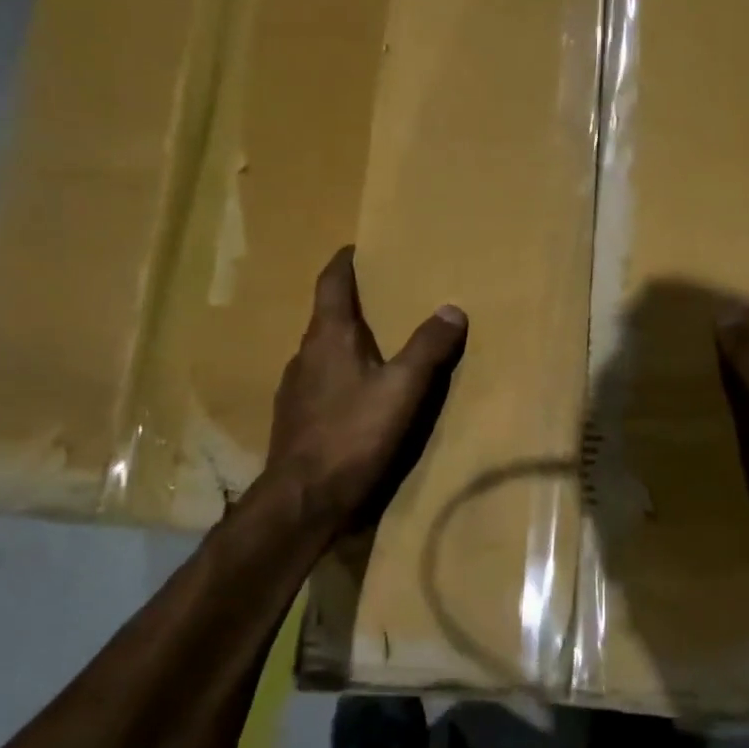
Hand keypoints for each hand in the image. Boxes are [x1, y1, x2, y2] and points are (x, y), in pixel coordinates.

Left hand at [263, 246, 467, 534]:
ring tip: (377, 346)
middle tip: (383, 297)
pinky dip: (340, 374)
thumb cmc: (352, 435)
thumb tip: (452, 308)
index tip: (356, 248)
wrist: (303, 499)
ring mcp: (295, 388)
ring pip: (322, 351)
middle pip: (326, 316)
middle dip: (351, 303)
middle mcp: (305, 355)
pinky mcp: (295, 418)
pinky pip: (320, 381)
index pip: (331, 284)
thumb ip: (428, 348)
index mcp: (328, 338)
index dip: (344, 263)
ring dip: (346, 341)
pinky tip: (359, 394)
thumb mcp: (402, 390)